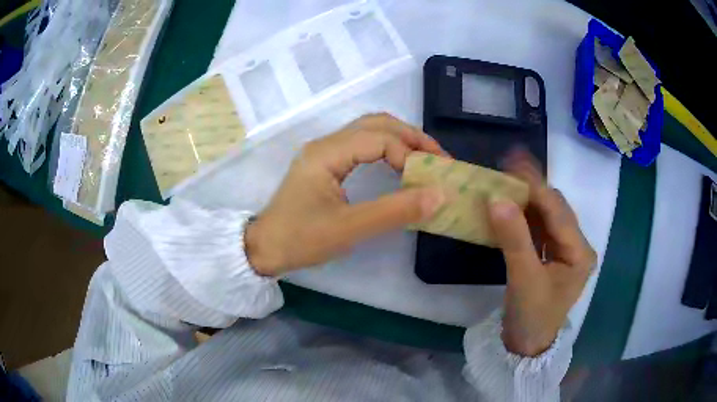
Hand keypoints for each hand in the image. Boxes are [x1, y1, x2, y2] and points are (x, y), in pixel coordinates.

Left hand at [245, 113, 446, 275]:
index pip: (379, 138)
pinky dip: (386, 149)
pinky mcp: (325, 163)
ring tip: (425, 159)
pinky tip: (398, 164)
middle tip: (438, 158)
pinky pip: (361, 144)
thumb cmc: (301, 240)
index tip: (428, 180)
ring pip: (369, 130)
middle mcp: (326, 144)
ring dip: (400, 140)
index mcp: (327, 153)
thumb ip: (395, 211)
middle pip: (377, 123)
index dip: (409, 154)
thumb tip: (438, 194)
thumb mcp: (349, 229)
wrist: (264, 249)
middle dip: (411, 137)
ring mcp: (324, 152)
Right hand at [488, 151, 596, 356]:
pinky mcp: (552, 255)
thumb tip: (496, 199)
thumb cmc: (532, 317)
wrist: (526, 345)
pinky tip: (509, 207)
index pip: (558, 211)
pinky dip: (524, 216)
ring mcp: (565, 250)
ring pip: (547, 216)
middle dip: (532, 189)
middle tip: (505, 171)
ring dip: (527, 200)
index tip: (511, 164)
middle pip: (555, 209)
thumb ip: (513, 239)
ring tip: (505, 183)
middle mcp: (577, 245)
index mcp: (580, 252)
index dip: (535, 187)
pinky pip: (539, 228)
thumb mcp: (524, 279)